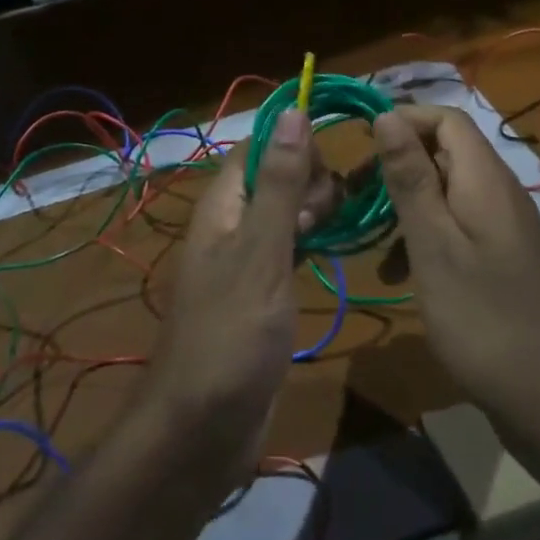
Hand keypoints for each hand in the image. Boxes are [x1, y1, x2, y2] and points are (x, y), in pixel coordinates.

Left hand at [138, 110, 336, 490]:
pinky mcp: (262, 292)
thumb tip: (292, 111)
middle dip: (310, 181)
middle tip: (324, 219)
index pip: (259, 146)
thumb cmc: (232, 334)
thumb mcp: (261, 252)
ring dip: (316, 211)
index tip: (330, 169)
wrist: (203, 429)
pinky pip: (291, 247)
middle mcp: (232, 224)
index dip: (295, 145)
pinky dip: (313, 241)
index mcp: (223, 205)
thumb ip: (279, 183)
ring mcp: (247, 259)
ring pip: (287, 211)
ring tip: (336, 234)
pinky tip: (333, 252)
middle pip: (276, 175)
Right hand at [373, 105, 539, 442]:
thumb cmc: (482, 317)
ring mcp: (503, 228)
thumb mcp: (433, 244)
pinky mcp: (502, 259)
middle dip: (396, 165)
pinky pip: (456, 227)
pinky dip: (424, 237)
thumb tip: (387, 114)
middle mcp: (499, 192)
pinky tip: (398, 273)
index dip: (403, 119)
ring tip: (368, 237)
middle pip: (444, 152)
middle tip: (352, 194)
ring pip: (445, 192)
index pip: (446, 118)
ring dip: (404, 205)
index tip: (358, 144)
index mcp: (485, 179)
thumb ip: (410, 178)